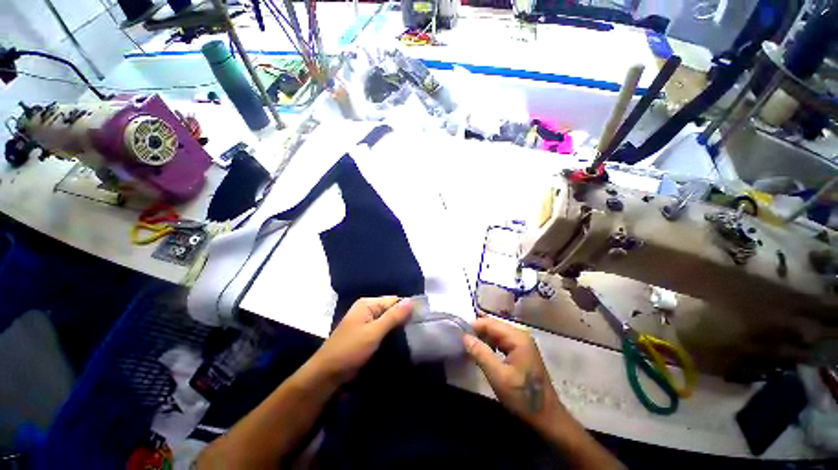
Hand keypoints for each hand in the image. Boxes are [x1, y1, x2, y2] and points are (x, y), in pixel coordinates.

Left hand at [310, 296, 411, 385]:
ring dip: (398, 328)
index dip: (407, 308)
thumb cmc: (350, 350)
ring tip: (414, 335)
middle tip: (419, 328)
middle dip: (403, 318)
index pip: (393, 300)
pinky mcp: (366, 335)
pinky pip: (383, 331)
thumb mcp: (373, 332)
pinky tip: (402, 341)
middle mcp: (367, 310)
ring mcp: (366, 323)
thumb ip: (393, 316)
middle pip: (391, 310)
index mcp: (367, 304)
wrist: (327, 375)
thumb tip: (410, 300)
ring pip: (388, 321)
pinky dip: (391, 335)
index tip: (421, 318)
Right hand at [462, 316, 564, 429]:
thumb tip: (465, 337)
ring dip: (484, 339)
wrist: (547, 418)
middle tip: (463, 343)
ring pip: (497, 333)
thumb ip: (481, 354)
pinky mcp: (522, 351)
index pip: (490, 323)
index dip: (474, 327)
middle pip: (494, 326)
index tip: (459, 335)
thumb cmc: (522, 397)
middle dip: (478, 332)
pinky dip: (491, 345)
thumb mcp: (498, 376)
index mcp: (518, 337)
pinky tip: (485, 354)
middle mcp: (521, 335)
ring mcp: (523, 342)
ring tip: (471, 349)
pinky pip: (502, 341)